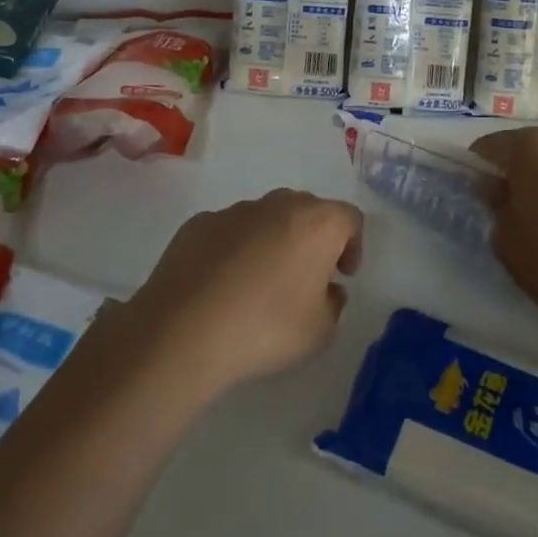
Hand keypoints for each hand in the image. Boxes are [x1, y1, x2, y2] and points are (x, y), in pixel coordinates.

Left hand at [127, 189, 362, 397]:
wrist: (184, 330)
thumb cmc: (266, 327)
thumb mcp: (320, 332)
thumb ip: (334, 304)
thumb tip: (327, 290)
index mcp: (317, 223)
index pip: (349, 218)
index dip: (353, 245)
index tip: (342, 275)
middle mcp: (279, 204)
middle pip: (308, 210)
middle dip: (312, 239)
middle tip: (306, 277)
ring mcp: (235, 210)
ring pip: (266, 217)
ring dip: (273, 241)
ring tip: (260, 283)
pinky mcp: (199, 223)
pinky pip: (230, 231)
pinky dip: (235, 249)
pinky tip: (223, 285)